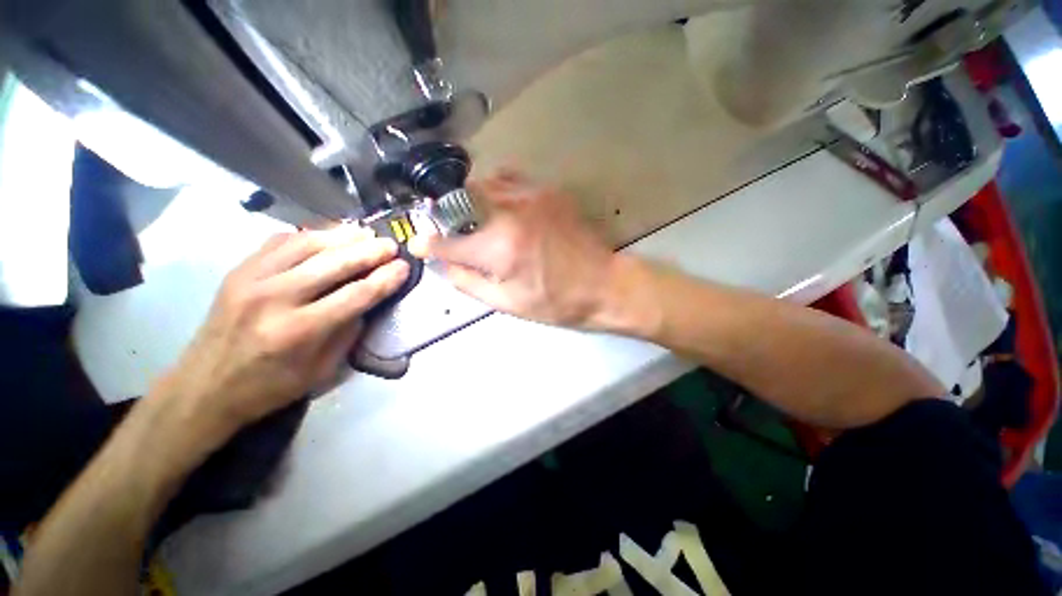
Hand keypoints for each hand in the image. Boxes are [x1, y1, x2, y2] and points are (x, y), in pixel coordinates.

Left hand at [151, 226, 408, 440]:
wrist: (203, 388)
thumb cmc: (269, 387)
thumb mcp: (321, 371)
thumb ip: (348, 333)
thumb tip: (368, 301)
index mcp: (299, 331)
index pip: (355, 295)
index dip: (384, 279)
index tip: (404, 267)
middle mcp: (275, 299)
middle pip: (334, 264)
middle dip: (369, 252)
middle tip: (392, 245)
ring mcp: (252, 279)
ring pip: (307, 245)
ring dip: (342, 237)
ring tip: (366, 234)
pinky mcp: (238, 271)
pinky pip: (280, 242)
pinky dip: (309, 235)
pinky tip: (328, 235)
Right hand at [409, 169, 618, 328]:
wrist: (603, 284)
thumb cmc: (557, 302)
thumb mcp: (508, 304)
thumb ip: (470, 283)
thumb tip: (444, 265)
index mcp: (499, 248)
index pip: (448, 241)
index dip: (429, 244)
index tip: (420, 244)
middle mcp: (510, 213)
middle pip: (460, 201)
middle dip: (448, 217)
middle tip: (452, 232)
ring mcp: (531, 196)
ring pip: (484, 184)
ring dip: (472, 201)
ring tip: (477, 220)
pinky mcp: (549, 191)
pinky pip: (511, 179)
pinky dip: (497, 189)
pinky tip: (503, 207)